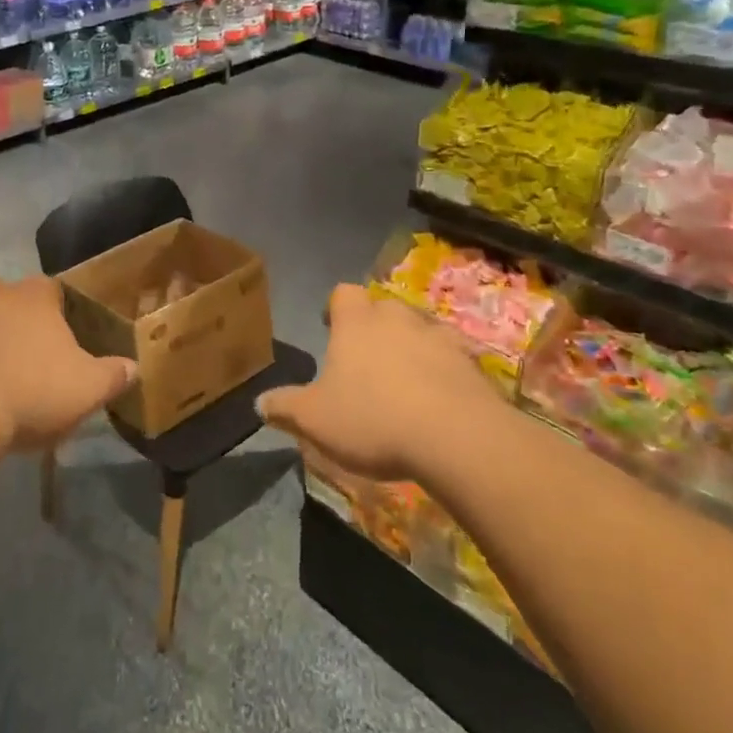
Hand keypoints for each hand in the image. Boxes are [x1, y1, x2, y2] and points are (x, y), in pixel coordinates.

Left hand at [0, 275, 136, 453]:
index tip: (65, 345)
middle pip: (15, 304)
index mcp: (35, 294)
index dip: (62, 317)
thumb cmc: (32, 392)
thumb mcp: (88, 389)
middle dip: (23, 328)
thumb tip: (133, 367)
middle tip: (34, 365)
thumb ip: (114, 374)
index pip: (55, 292)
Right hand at [259, 284, 505, 480]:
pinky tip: (439, 400)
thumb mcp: (315, 419)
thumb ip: (285, 407)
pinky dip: (444, 373)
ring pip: (421, 331)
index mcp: (357, 323)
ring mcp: (440, 339)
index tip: (330, 328)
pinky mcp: (473, 366)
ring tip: (404, 380)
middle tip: (365, 359)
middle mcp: (398, 319)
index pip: (343, 294)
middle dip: (375, 327)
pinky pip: (454, 360)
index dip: (335, 308)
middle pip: (384, 308)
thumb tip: (259, 403)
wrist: (458, 438)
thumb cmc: (373, 418)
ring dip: (412, 348)